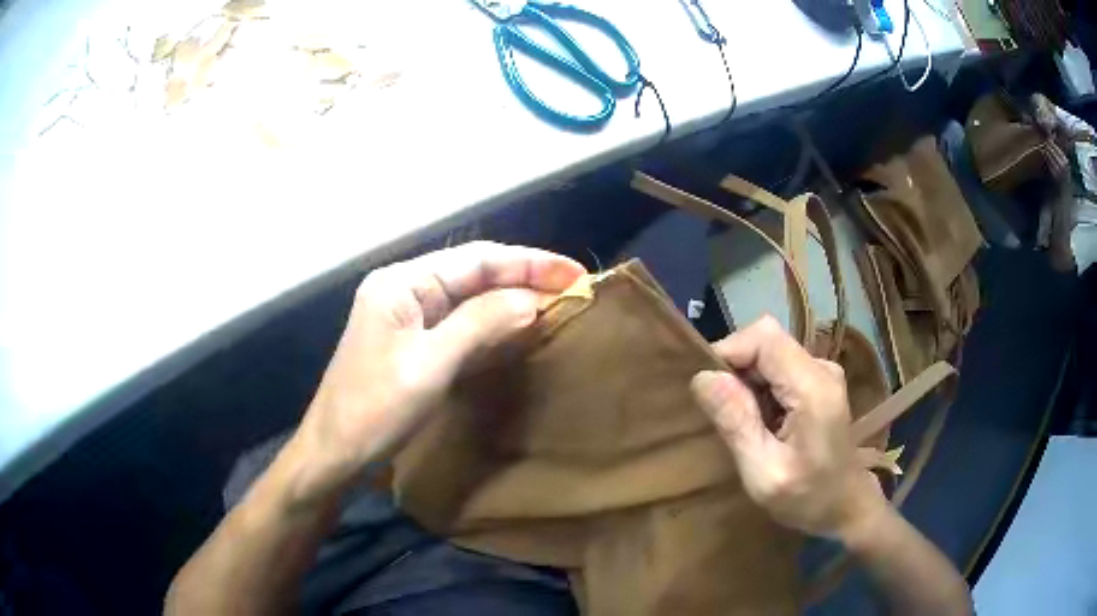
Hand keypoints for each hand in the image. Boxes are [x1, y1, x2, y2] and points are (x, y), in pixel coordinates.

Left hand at [285, 242, 585, 502]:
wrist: (334, 456)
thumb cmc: (375, 410)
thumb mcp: (430, 365)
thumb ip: (480, 324)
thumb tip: (532, 298)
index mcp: (402, 283)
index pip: (476, 259)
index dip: (529, 263)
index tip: (575, 273)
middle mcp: (405, 291)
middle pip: (474, 275)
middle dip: (524, 279)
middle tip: (575, 289)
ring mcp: (408, 319)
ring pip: (470, 300)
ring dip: (512, 301)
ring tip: (559, 304)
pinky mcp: (413, 346)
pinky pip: (460, 327)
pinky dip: (493, 327)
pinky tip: (521, 330)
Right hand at [690, 316, 887, 541]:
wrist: (846, 506)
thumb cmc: (807, 498)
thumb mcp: (763, 473)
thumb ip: (736, 424)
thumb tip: (702, 377)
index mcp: (813, 388)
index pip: (764, 337)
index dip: (729, 351)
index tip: (708, 390)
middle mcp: (821, 368)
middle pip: (766, 341)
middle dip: (735, 369)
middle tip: (723, 415)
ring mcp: (822, 372)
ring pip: (769, 352)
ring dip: (746, 381)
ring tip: (743, 424)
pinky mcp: (818, 381)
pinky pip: (778, 367)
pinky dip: (760, 388)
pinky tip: (761, 422)